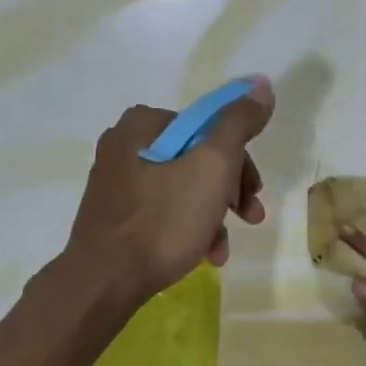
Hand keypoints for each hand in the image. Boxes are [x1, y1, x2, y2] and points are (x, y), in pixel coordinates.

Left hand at [64, 77, 275, 302]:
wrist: (105, 281)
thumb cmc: (162, 220)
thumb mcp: (212, 167)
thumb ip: (238, 124)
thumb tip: (261, 84)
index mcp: (144, 125)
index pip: (209, 129)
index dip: (240, 161)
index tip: (254, 193)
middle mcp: (125, 145)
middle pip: (197, 159)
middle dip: (229, 191)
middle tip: (249, 217)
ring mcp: (117, 183)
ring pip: (183, 189)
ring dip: (213, 216)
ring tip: (221, 248)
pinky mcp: (115, 216)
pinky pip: (163, 212)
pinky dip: (188, 229)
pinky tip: (203, 255)